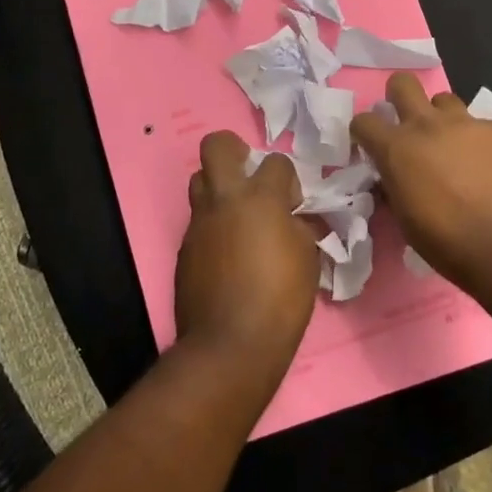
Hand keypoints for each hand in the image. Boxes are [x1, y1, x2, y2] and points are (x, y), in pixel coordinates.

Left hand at [176, 131, 320, 373]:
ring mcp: (199, 224)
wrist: (231, 344)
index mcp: (260, 199)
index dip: (288, 177)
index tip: (293, 203)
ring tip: (238, 215)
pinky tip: (227, 254)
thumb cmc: (280, 300)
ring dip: (219, 188)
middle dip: (234, 150)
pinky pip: (197, 222)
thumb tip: (294, 219)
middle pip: (216, 147)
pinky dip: (213, 227)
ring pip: (199, 181)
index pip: (276, 162)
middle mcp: (224, 201)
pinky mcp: (184, 249)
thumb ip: (300, 228)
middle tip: (249, 175)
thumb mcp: (307, 259)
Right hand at [349, 73, 491, 283]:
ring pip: (444, 99)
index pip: (363, 121)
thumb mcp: (405, 218)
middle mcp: (427, 125)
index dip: (363, 131)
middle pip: (403, 84)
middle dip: (399, 95)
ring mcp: (465, 123)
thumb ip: (396, 187)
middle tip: (406, 119)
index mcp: (396, 148)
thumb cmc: (447, 240)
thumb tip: (395, 178)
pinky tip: (486, 163)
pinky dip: (476, 140)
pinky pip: (479, 125)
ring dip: (441, 116)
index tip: (370, 145)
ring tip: (451, 142)